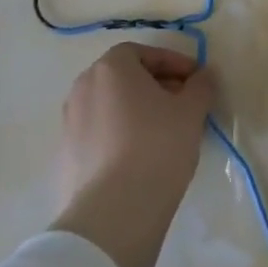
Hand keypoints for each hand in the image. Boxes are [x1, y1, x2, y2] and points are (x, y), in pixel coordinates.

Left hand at [50, 42, 215, 266]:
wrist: (113, 213)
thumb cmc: (157, 146)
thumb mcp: (192, 111)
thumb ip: (201, 86)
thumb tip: (202, 76)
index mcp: (110, 69)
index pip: (143, 53)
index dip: (172, 62)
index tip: (195, 80)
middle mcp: (83, 89)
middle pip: (124, 78)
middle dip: (156, 86)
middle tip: (183, 104)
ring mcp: (69, 125)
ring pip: (111, 107)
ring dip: (137, 111)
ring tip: (165, 133)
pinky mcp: (65, 158)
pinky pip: (100, 135)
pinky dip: (121, 136)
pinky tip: (142, 158)